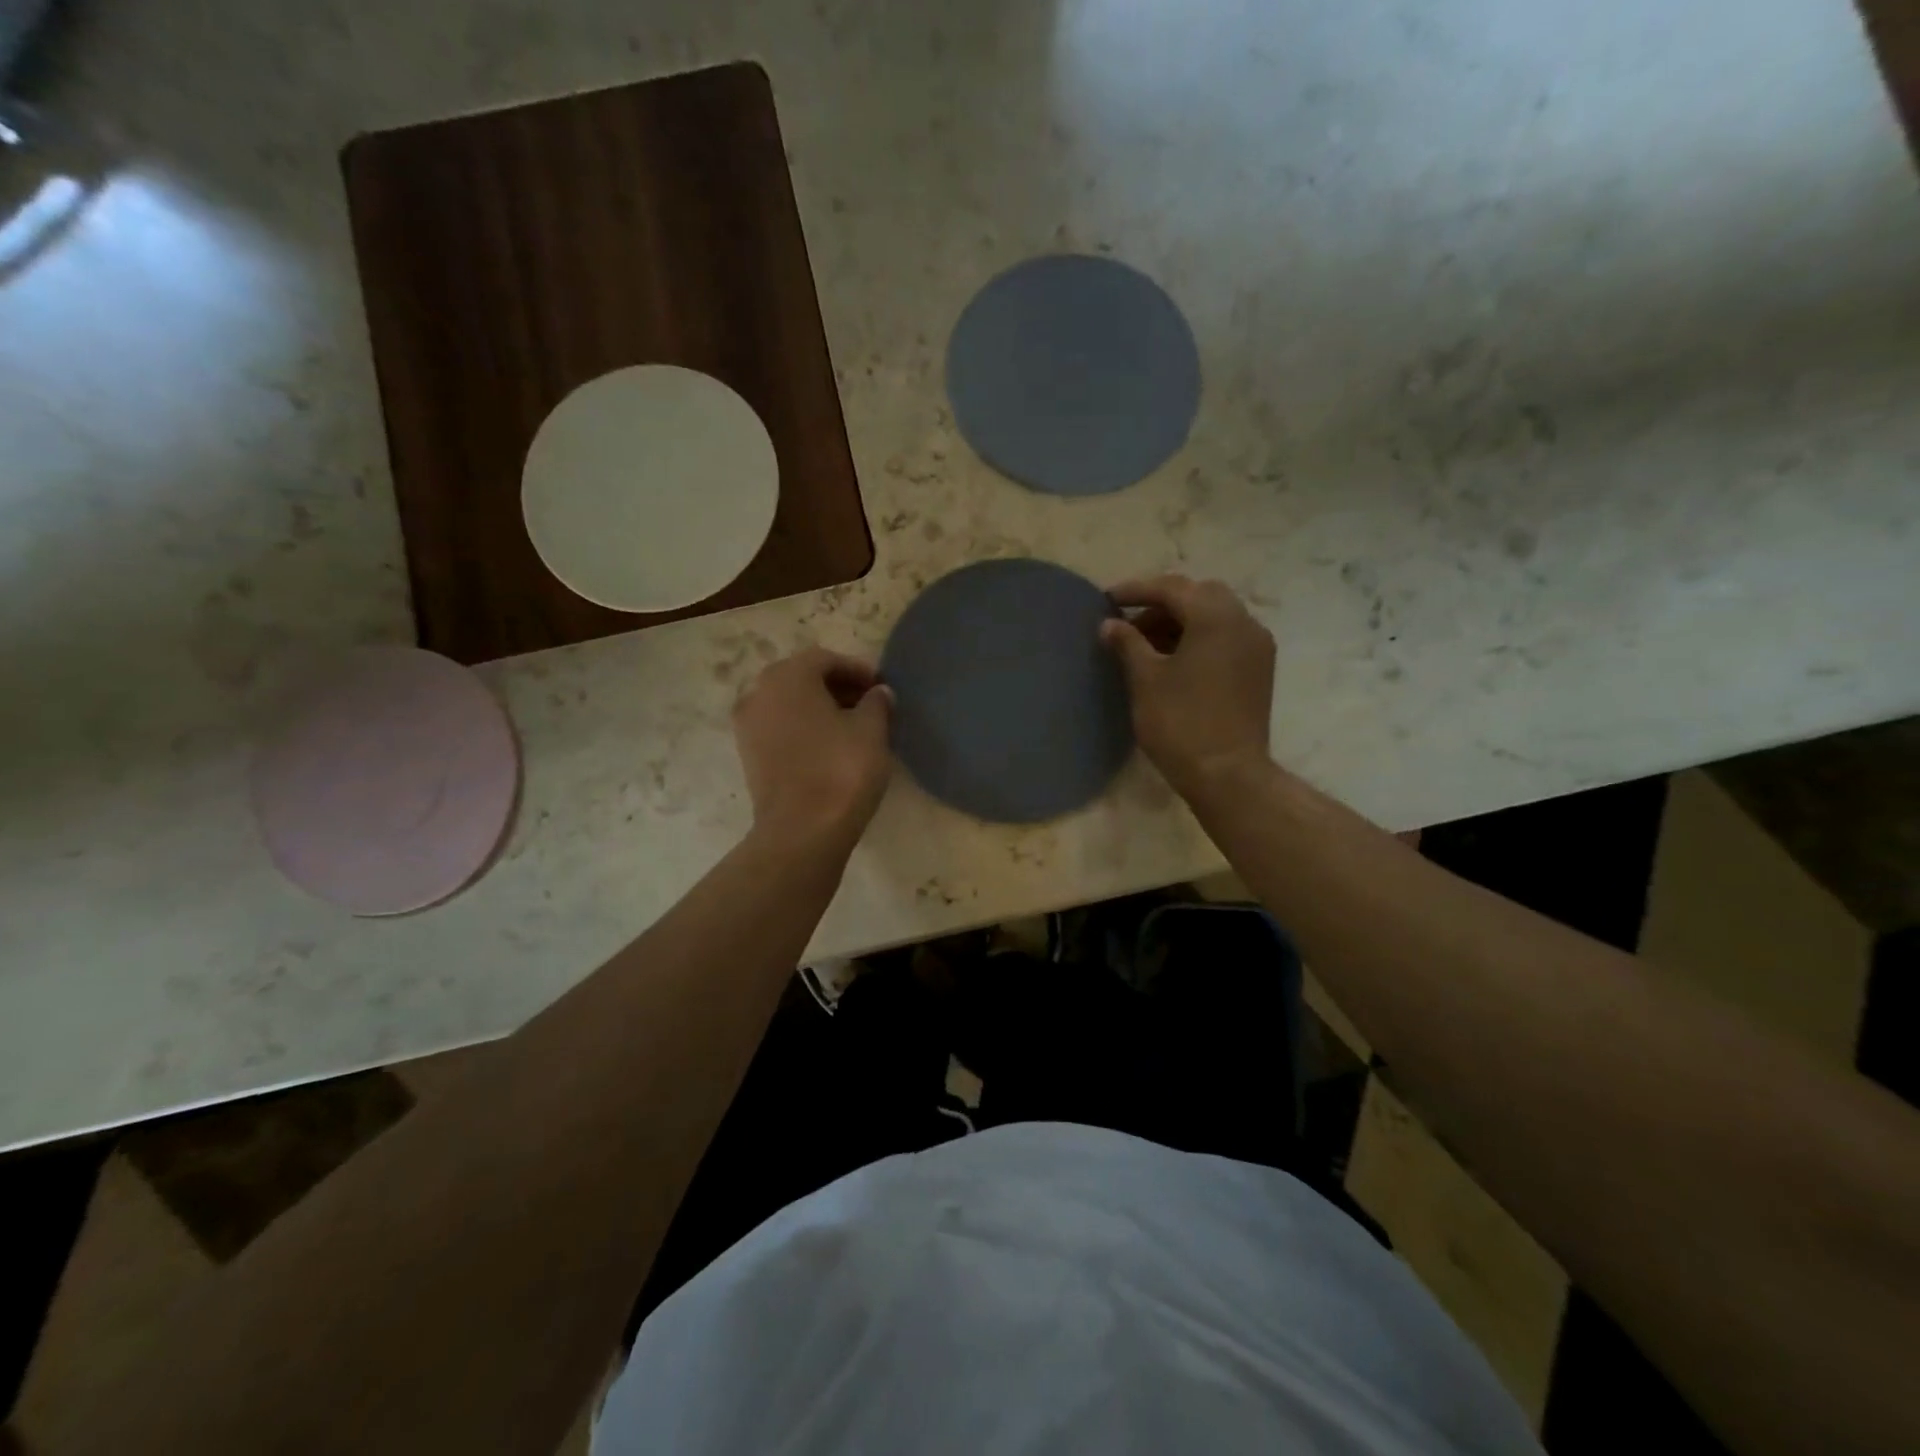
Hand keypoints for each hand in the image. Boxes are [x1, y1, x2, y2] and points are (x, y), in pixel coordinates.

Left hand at [732, 647, 893, 850]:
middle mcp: (758, 692)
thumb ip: (877, 703)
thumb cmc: (840, 770)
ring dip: (819, 708)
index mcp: (787, 676)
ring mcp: (747, 725)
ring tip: (851, 728)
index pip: (826, 659)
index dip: (857, 670)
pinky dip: (803, 729)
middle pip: (802, 678)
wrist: (801, 831)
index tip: (881, 687)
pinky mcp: (748, 755)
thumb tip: (879, 693)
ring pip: (789, 704)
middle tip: (868, 704)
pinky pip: (779, 728)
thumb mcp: (872, 731)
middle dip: (836, 687)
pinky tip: (828, 747)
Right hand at [1100, 575, 1275, 795]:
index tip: (1107, 599)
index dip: (1136, 590)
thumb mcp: (1146, 679)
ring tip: (1146, 644)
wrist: (1228, 775)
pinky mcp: (1259, 669)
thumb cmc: (1180, 723)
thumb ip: (1128, 643)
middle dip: (1162, 602)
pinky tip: (1174, 659)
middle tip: (1130, 622)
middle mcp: (1244, 622)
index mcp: (1216, 618)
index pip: (1172, 588)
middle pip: (1199, 594)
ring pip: (1216, 615)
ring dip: (1181, 620)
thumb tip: (1110, 624)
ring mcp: (1257, 646)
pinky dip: (1199, 636)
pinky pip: (1227, 636)